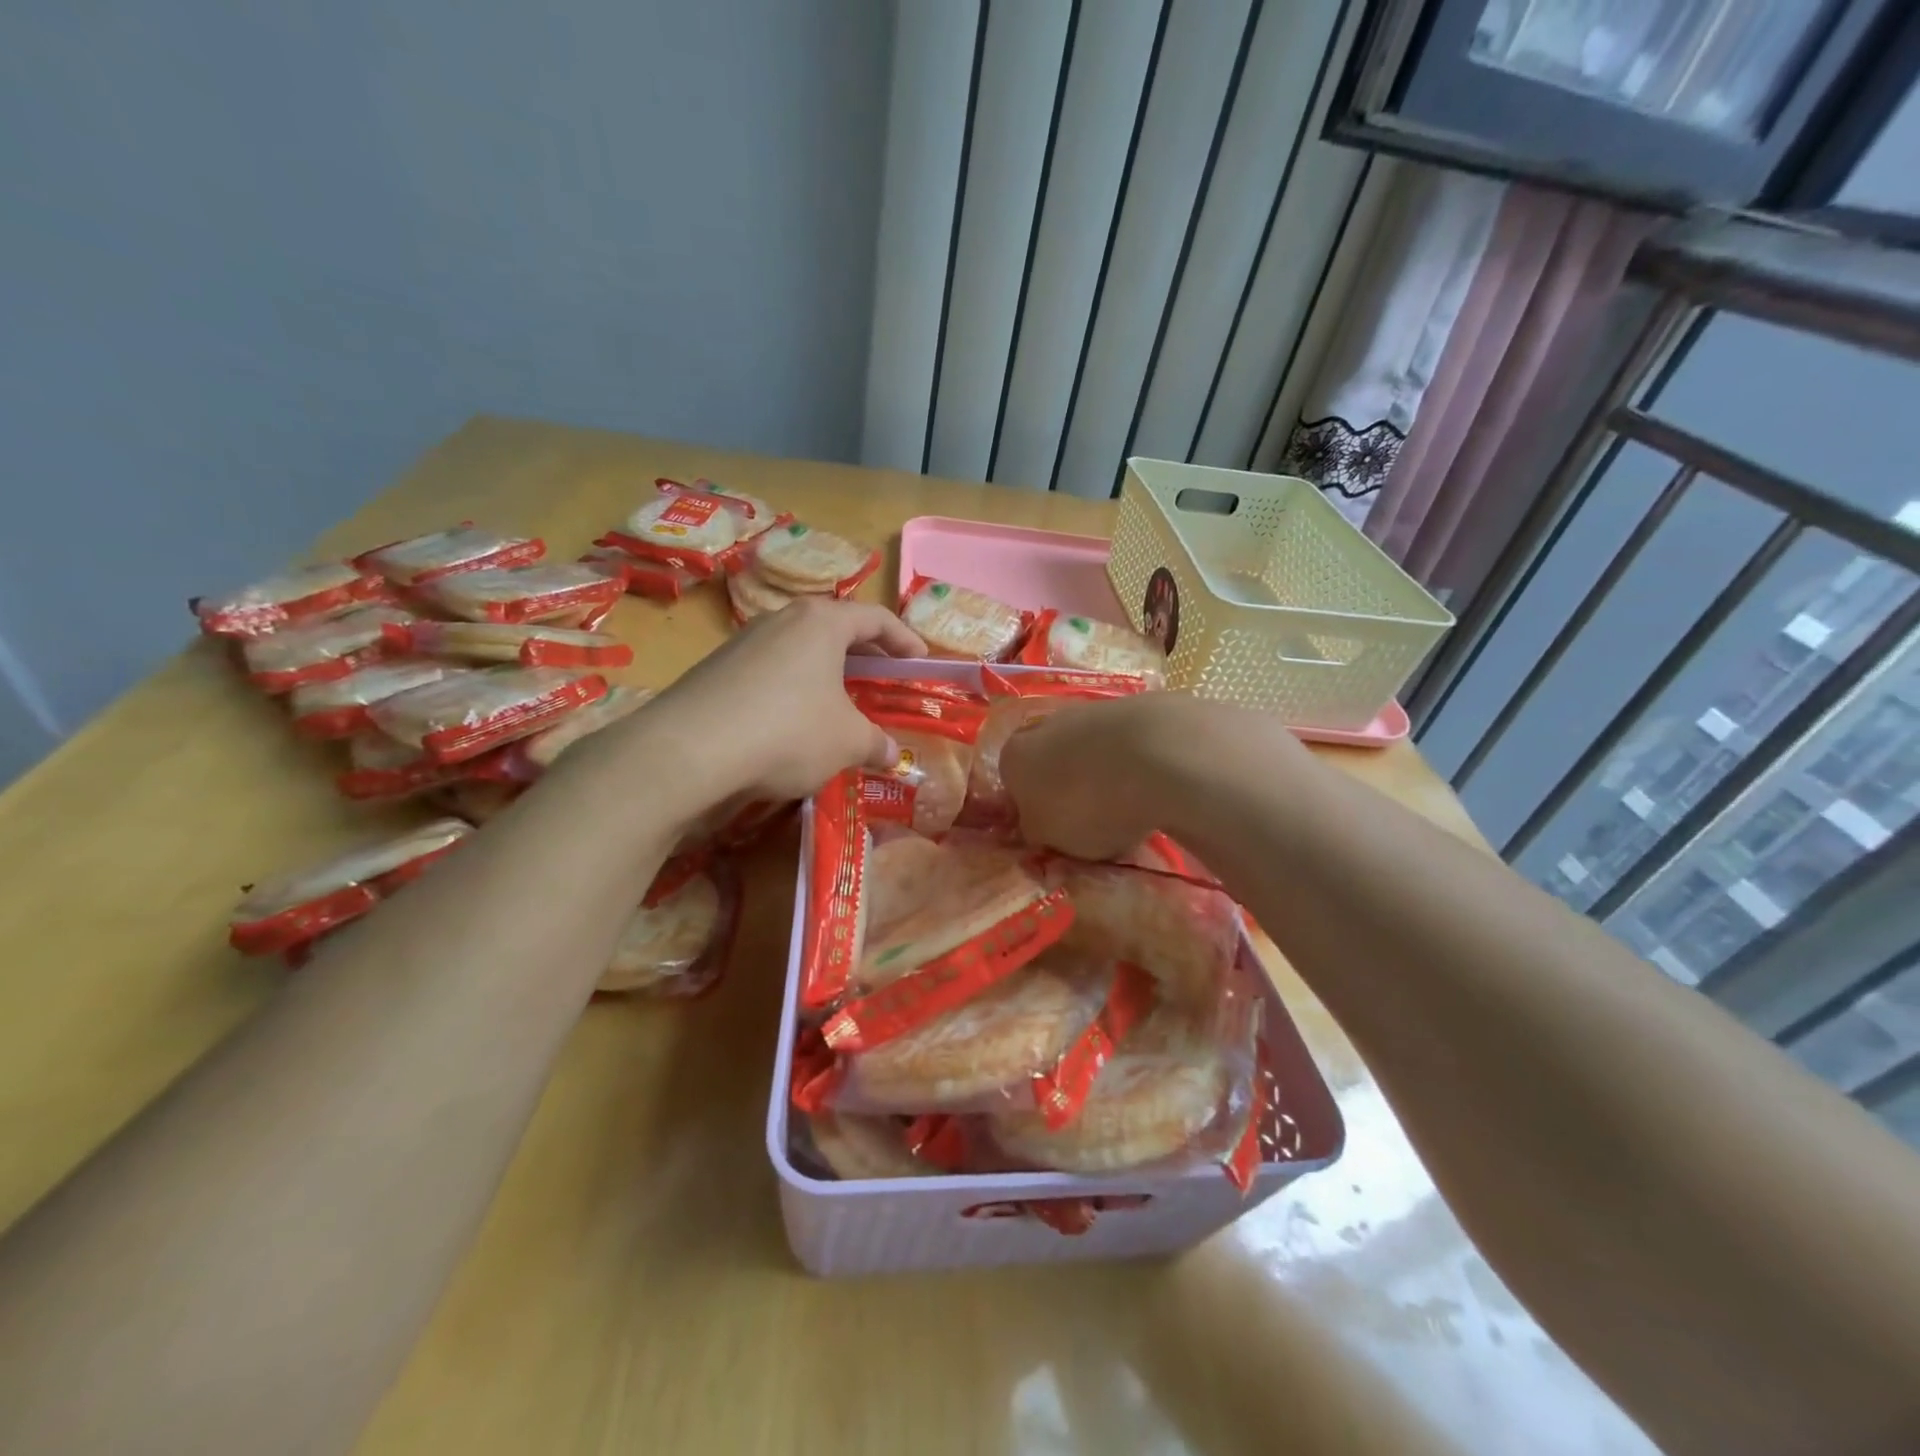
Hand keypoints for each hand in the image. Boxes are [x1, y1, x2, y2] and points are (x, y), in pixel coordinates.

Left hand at [627, 598, 926, 808]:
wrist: (689, 750)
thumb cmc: (788, 732)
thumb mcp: (847, 742)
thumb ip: (876, 744)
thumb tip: (892, 754)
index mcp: (821, 622)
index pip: (875, 618)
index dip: (904, 639)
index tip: (919, 661)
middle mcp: (782, 619)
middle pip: (835, 628)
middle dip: (864, 655)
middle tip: (883, 680)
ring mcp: (743, 641)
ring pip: (799, 649)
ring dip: (825, 673)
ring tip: (838, 703)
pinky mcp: (716, 669)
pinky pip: (770, 670)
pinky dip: (793, 688)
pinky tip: (792, 722)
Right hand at [1000, 693, 1307, 858]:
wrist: (1158, 754)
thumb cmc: (1088, 804)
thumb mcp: (1051, 838)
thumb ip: (1037, 831)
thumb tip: (1038, 825)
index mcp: (1015, 756)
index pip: (1012, 783)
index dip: (1033, 809)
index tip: (1055, 833)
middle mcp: (1047, 724)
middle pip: (1052, 760)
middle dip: (1069, 786)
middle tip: (1093, 821)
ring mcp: (1094, 709)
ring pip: (1092, 748)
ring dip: (1105, 773)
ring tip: (1132, 806)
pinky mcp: (1139, 705)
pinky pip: (1130, 743)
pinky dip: (1138, 762)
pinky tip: (1157, 786)